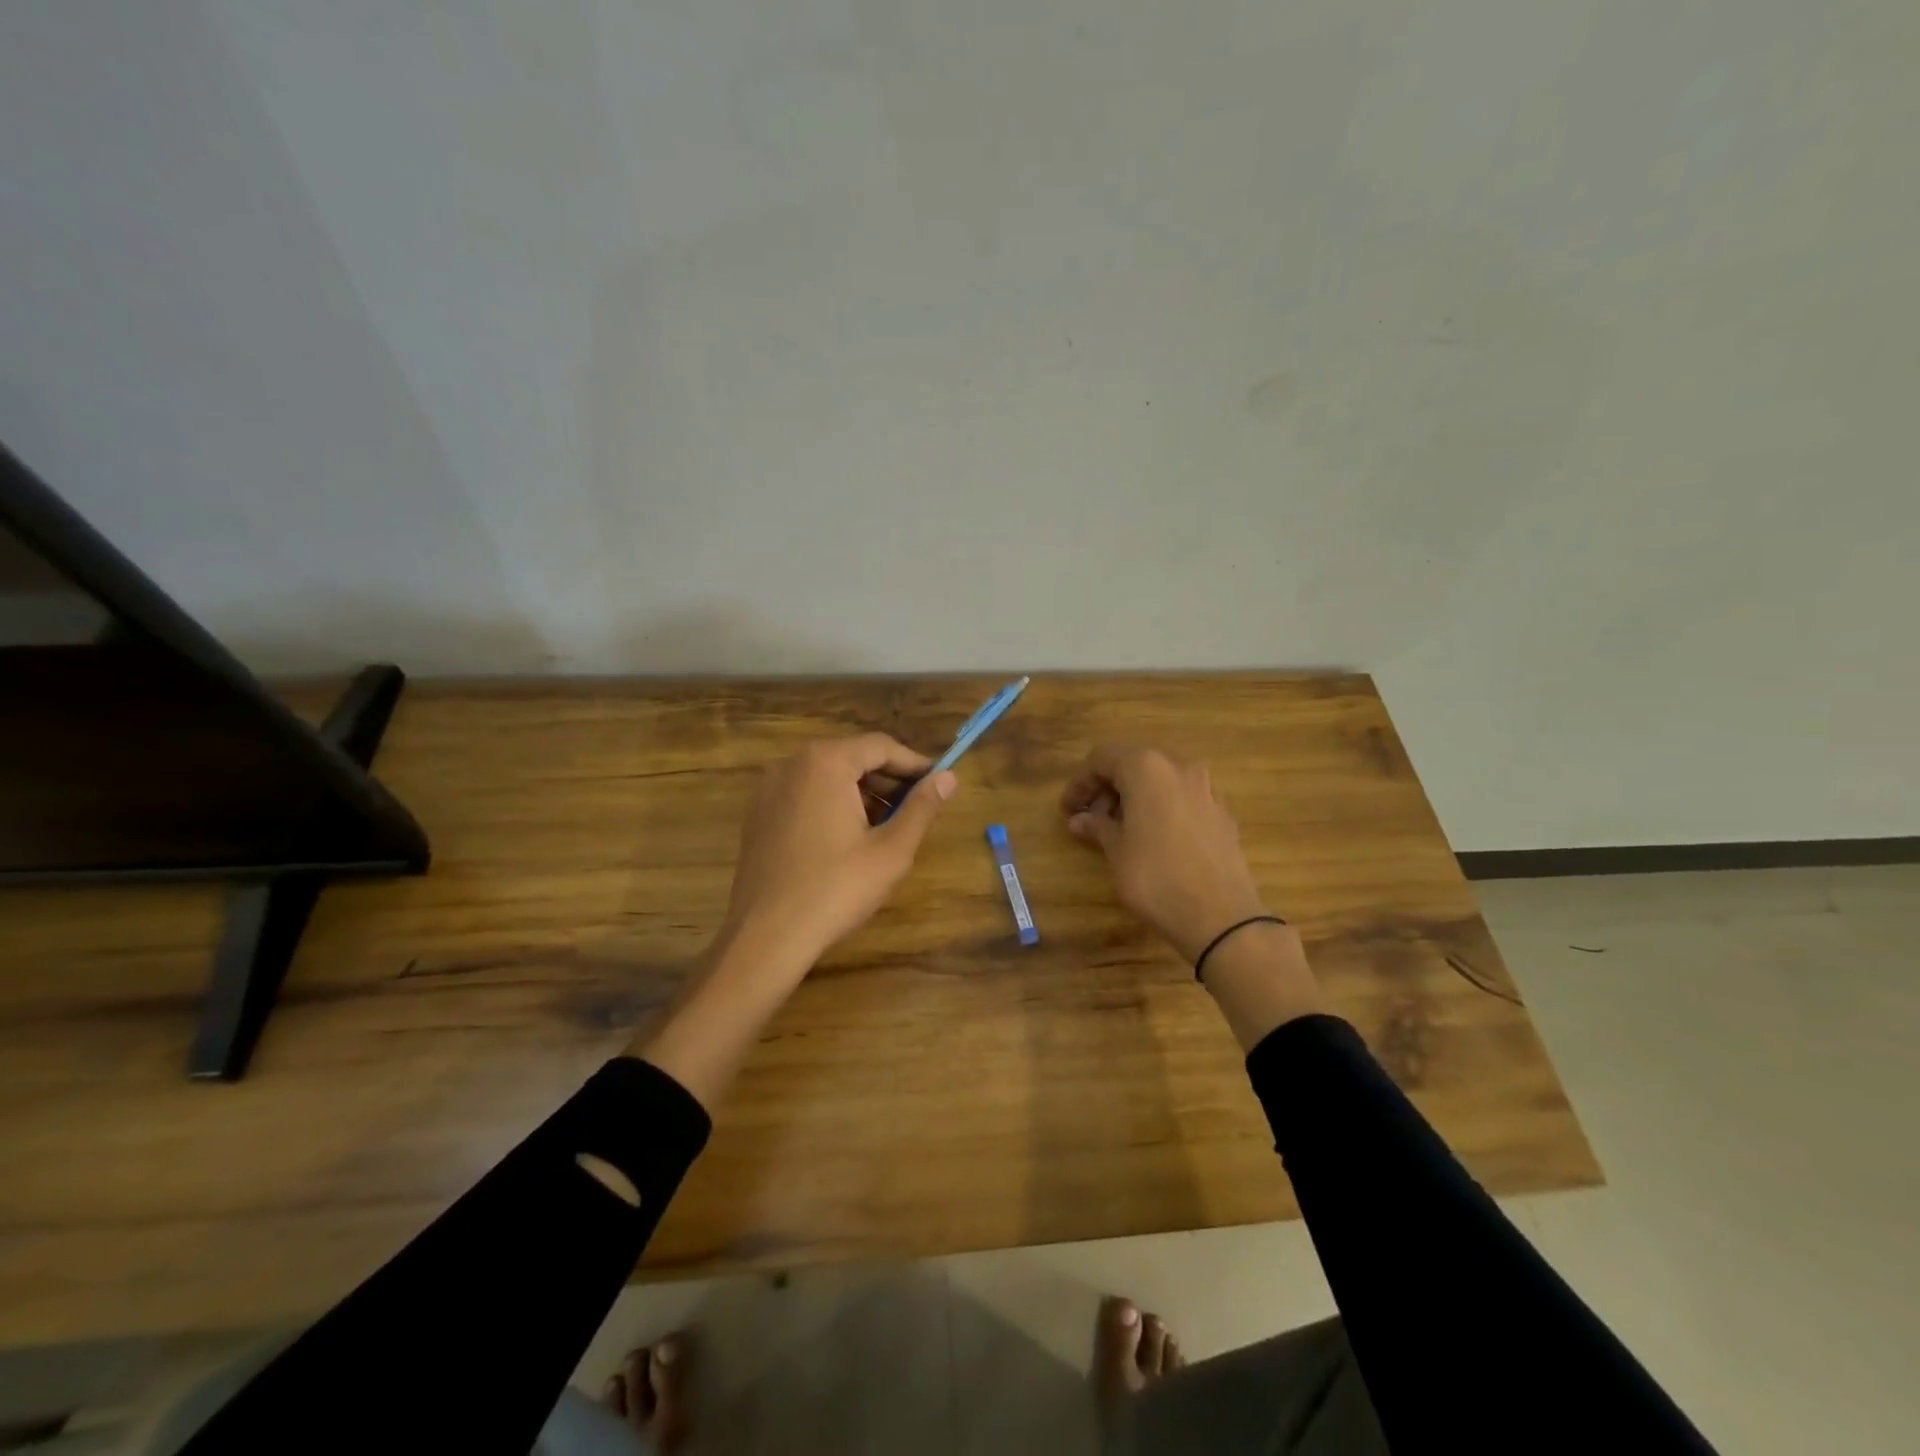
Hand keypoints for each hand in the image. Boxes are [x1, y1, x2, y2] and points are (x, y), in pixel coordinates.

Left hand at [721, 734, 957, 972]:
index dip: (914, 764)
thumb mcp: (891, 850)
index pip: (881, 746)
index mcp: (826, 762)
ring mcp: (769, 789)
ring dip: (862, 794)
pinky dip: (832, 805)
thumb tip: (949, 778)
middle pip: (852, 757)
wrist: (766, 935)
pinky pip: (805, 795)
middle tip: (917, 809)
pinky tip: (849, 839)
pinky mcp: (758, 815)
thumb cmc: (836, 889)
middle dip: (888, 780)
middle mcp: (792, 764)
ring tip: (888, 827)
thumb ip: (922, 807)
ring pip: (828, 777)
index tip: (939, 784)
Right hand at [1060, 745, 1269, 963]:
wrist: (1220, 916)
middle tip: (1091, 820)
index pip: (1103, 758)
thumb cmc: (1156, 877)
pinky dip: (1163, 808)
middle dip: (1109, 788)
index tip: (1069, 810)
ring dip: (1136, 797)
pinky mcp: (1223, 813)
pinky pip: (1183, 799)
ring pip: (1161, 780)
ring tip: (1121, 830)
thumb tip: (1079, 819)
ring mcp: (1207, 789)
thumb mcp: (1117, 851)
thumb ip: (1097, 827)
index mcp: (1147, 768)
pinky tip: (1155, 839)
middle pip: (1134, 764)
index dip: (1081, 782)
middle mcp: (1179, 767)